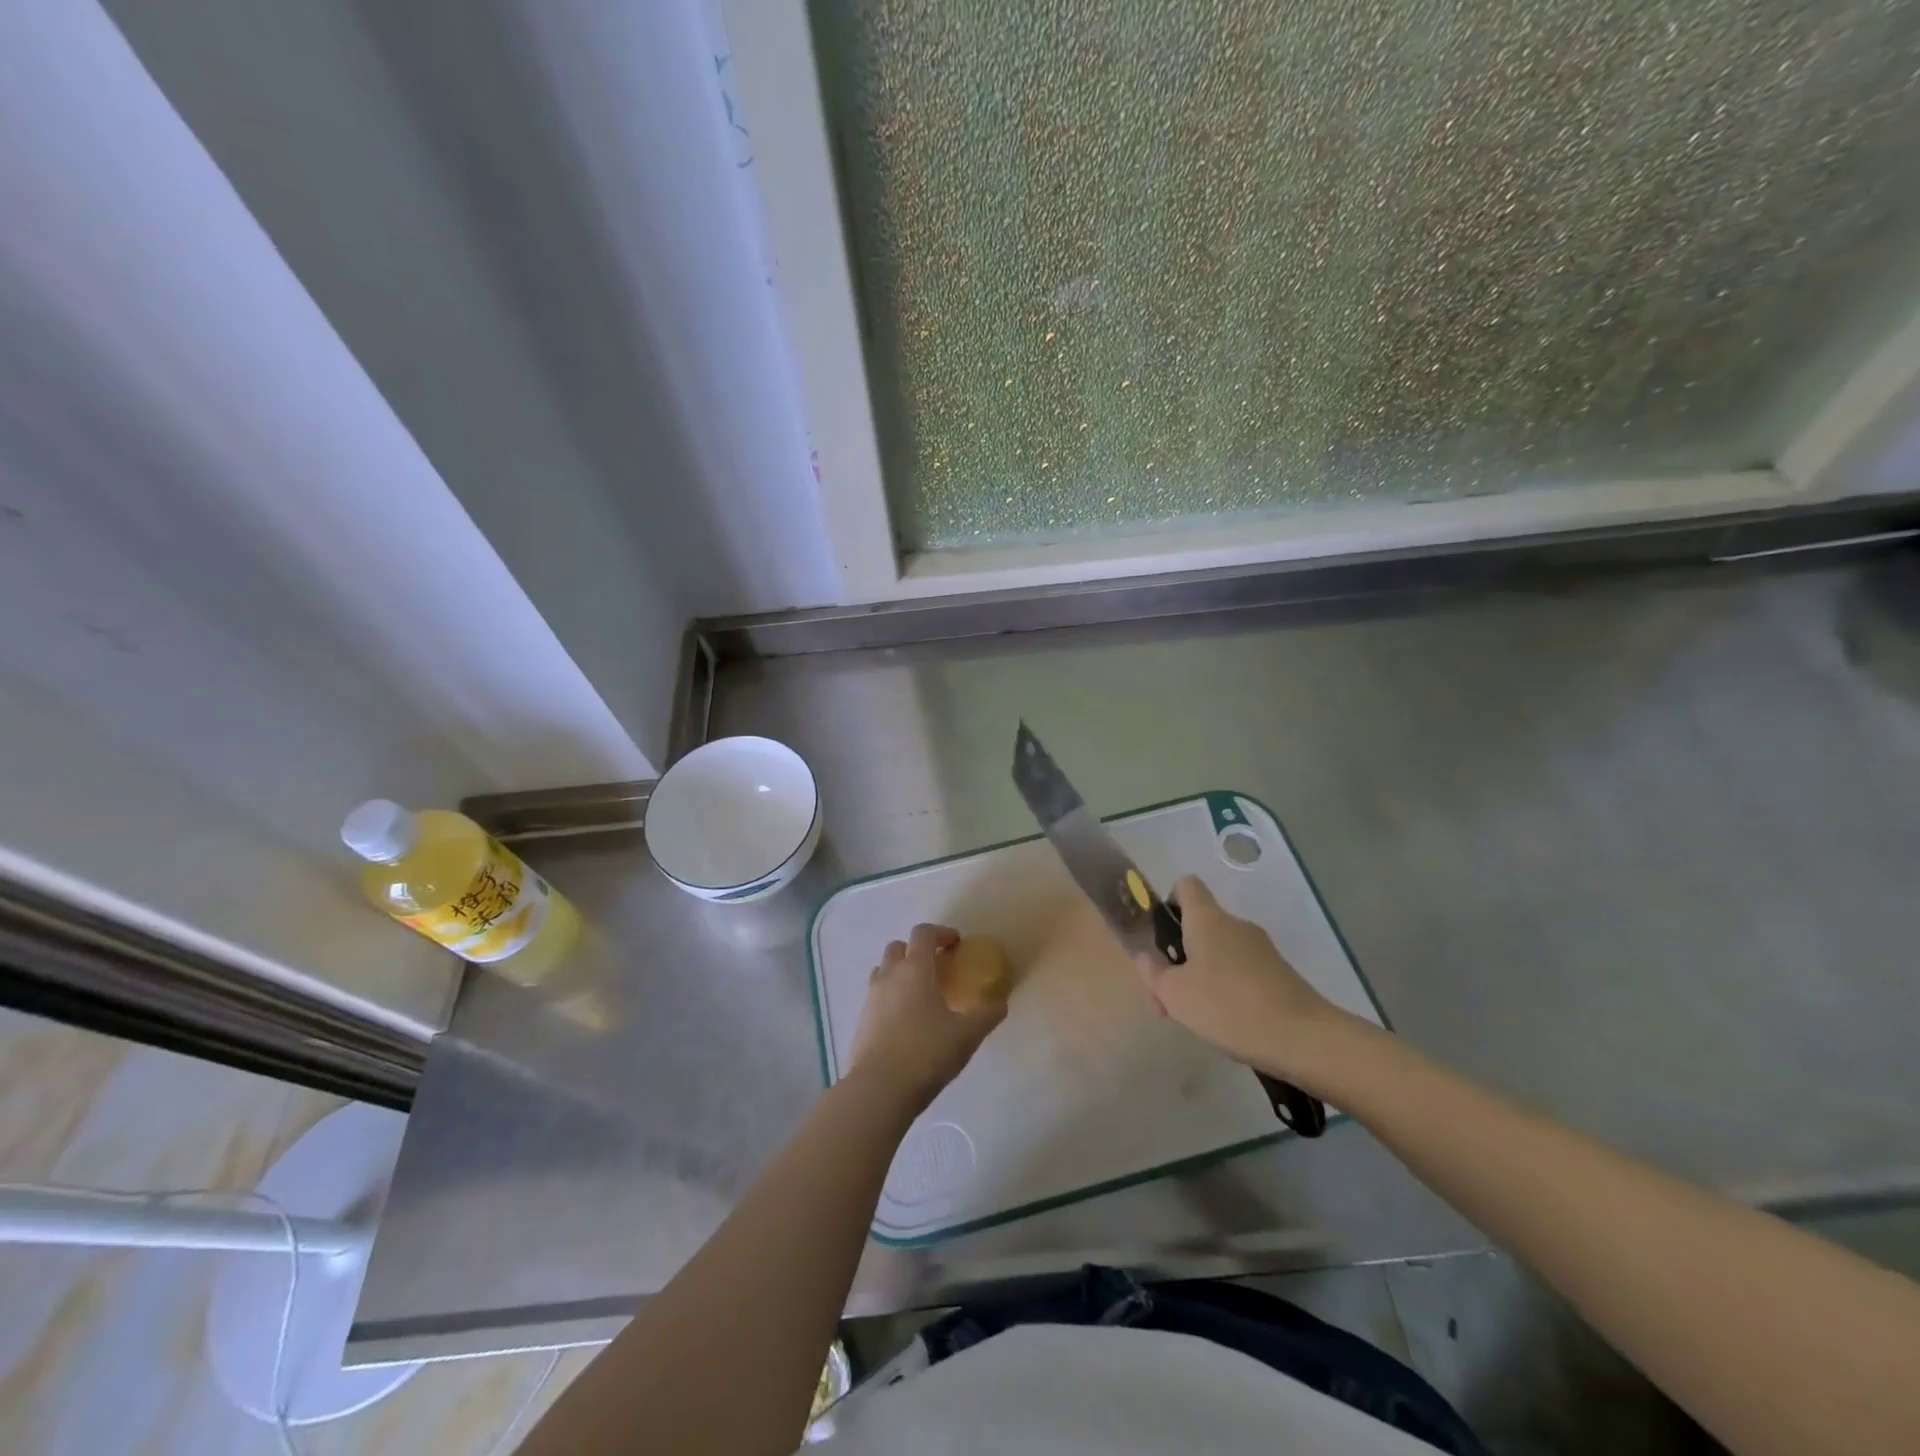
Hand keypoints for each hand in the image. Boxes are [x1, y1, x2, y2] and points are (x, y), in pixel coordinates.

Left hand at [850, 924, 1005, 1111]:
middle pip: (898, 947)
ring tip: (920, 994)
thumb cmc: (927, 1052)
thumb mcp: (967, 1035)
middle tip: (936, 968)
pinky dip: (890, 999)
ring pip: (883, 971)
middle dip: (916, 951)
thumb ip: (987, 1015)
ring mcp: (871, 998)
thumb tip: (1001, 1004)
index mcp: (915, 970)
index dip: (940, 933)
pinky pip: (876, 997)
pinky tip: (906, 1022)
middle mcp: (889, 976)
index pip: (923, 933)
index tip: (956, 944)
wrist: (880, 1088)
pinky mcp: (861, 1022)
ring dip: (900, 973)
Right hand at [1135, 877, 1346, 1087]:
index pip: (1185, 886)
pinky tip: (1226, 1025)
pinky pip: (1241, 972)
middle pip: (1199, 927)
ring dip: (1200, 979)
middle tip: (1167, 1000)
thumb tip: (1146, 957)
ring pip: (1219, 953)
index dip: (1169, 903)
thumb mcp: (1174, 994)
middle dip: (1178, 959)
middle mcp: (1235, 924)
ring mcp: (1261, 949)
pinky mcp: (1279, 974)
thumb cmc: (1227, 1005)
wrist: (1302, 1038)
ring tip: (1194, 1020)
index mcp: (1207, 918)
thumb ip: (1153, 973)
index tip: (1161, 937)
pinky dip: (1227, 991)